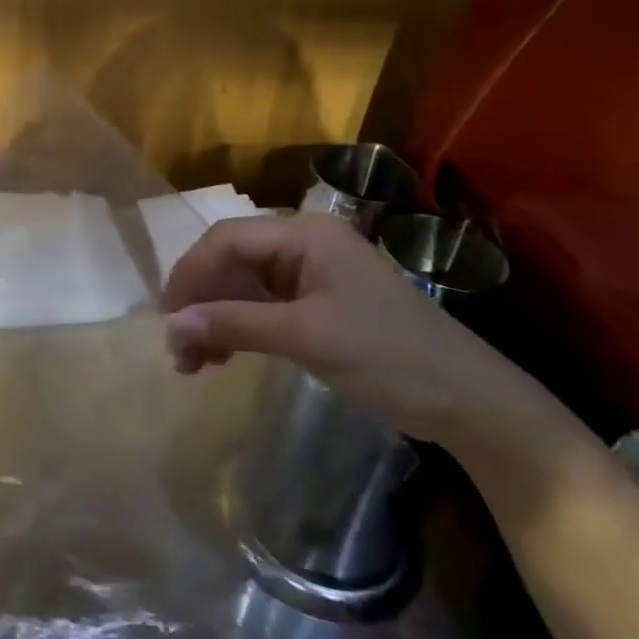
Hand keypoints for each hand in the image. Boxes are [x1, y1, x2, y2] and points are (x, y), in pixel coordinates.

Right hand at [161, 212, 532, 446]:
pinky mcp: (318, 303)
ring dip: (215, 318)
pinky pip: (262, 305)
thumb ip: (234, 326)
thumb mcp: (305, 338)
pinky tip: (223, 356)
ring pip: (243, 284)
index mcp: (305, 234)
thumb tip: (170, 327)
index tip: (167, 317)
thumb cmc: (388, 357)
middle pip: (232, 260)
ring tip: (194, 362)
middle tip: (179, 348)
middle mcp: (304, 243)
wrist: (471, 404)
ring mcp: (312, 274)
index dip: (190, 274)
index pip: (226, 239)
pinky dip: (238, 327)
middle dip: (201, 301)